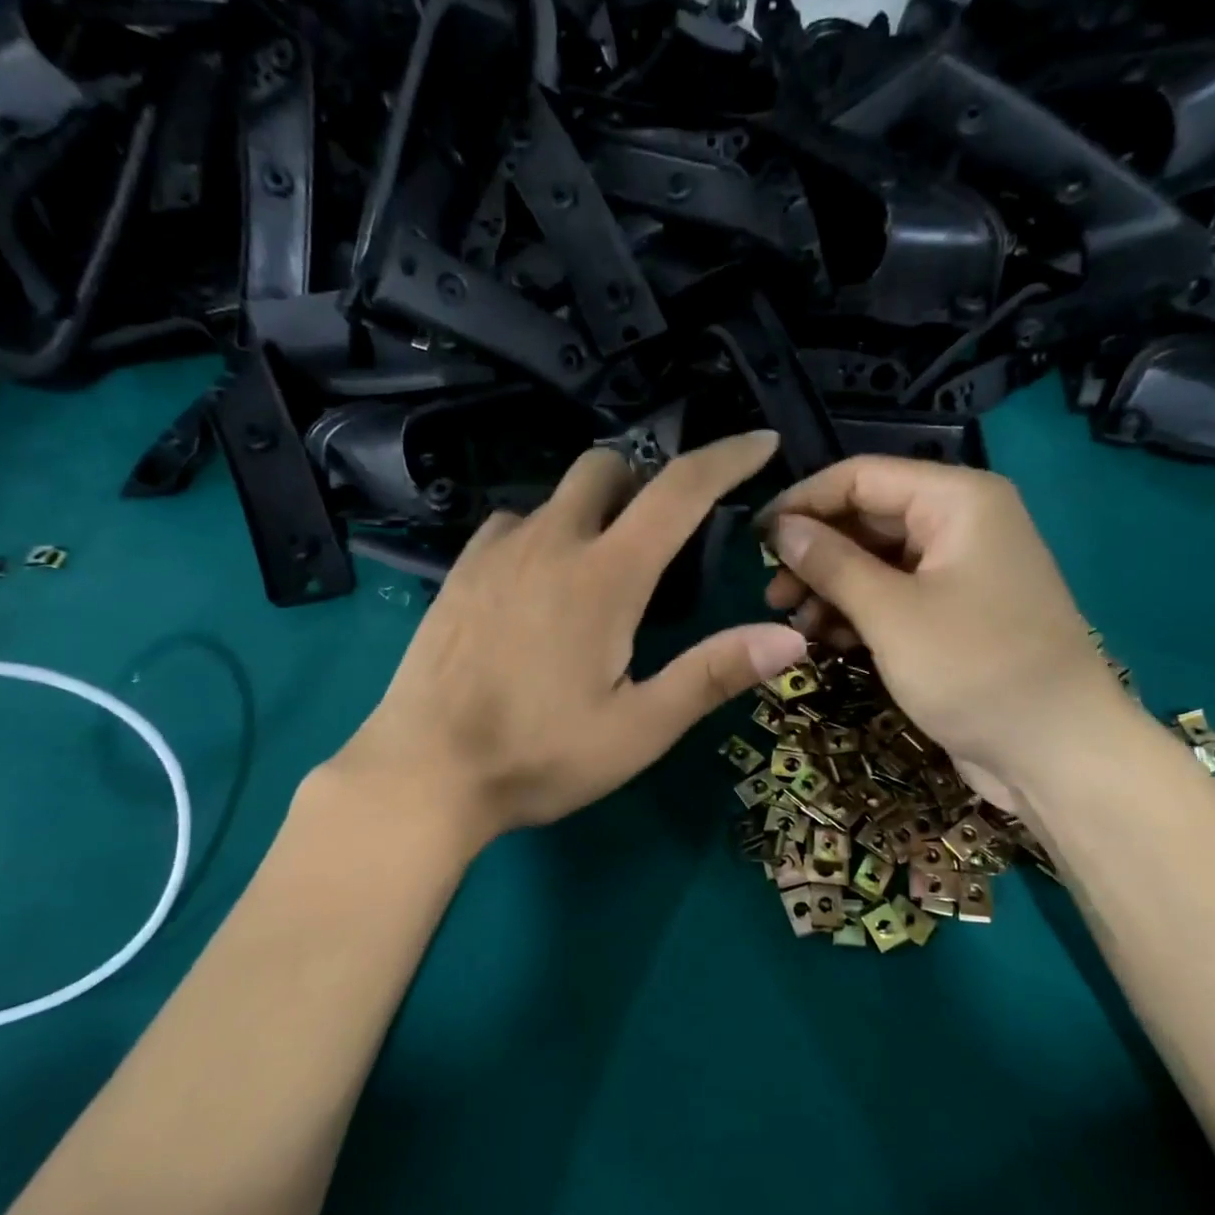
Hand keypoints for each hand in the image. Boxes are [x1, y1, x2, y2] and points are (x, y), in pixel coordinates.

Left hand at [342, 431, 808, 842]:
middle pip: (606, 467)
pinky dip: (541, 534)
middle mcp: (550, 542)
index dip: (726, 458)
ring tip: (598, 571)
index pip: (678, 490)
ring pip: (556, 496)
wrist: (424, 772)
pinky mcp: (459, 573)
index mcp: (605, 576)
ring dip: (591, 512)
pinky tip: (538, 586)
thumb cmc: (540, 756)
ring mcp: (495, 552)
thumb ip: (713, 674)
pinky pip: (512, 525)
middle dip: (644, 481)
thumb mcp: (640, 728)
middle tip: (660, 536)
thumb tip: (790, 638)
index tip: (759, 442)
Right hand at [759, 457, 1133, 793]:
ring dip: (831, 587)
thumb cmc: (973, 669)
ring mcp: (959, 569)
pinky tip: (828, 639)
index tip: (754, 540)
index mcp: (956, 500)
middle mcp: (960, 522)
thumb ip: (831, 563)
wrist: (1055, 751)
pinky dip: (858, 611)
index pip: (861, 476)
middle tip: (772, 596)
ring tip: (796, 625)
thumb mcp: (890, 613)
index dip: (803, 503)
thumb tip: (780, 528)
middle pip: (867, 517)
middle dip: (815, 553)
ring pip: (875, 560)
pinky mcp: (954, 611)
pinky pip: (894, 594)